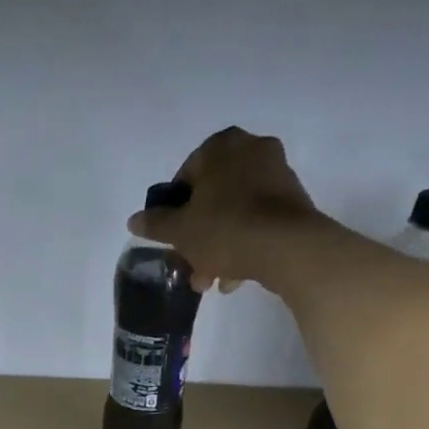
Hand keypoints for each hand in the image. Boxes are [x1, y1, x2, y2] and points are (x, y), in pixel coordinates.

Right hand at [126, 126, 335, 295]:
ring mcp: (278, 173)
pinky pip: (258, 220)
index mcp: (220, 147)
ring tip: (213, 281)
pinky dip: (245, 243)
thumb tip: (134, 220)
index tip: (174, 237)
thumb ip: (155, 223)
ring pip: (236, 211)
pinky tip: (236, 276)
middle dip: (200, 234)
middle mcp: (252, 149)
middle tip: (191, 265)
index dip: (175, 210)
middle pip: (213, 197)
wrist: (287, 247)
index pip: (186, 176)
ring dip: (220, 245)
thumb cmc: (225, 228)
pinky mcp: (295, 200)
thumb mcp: (180, 230)